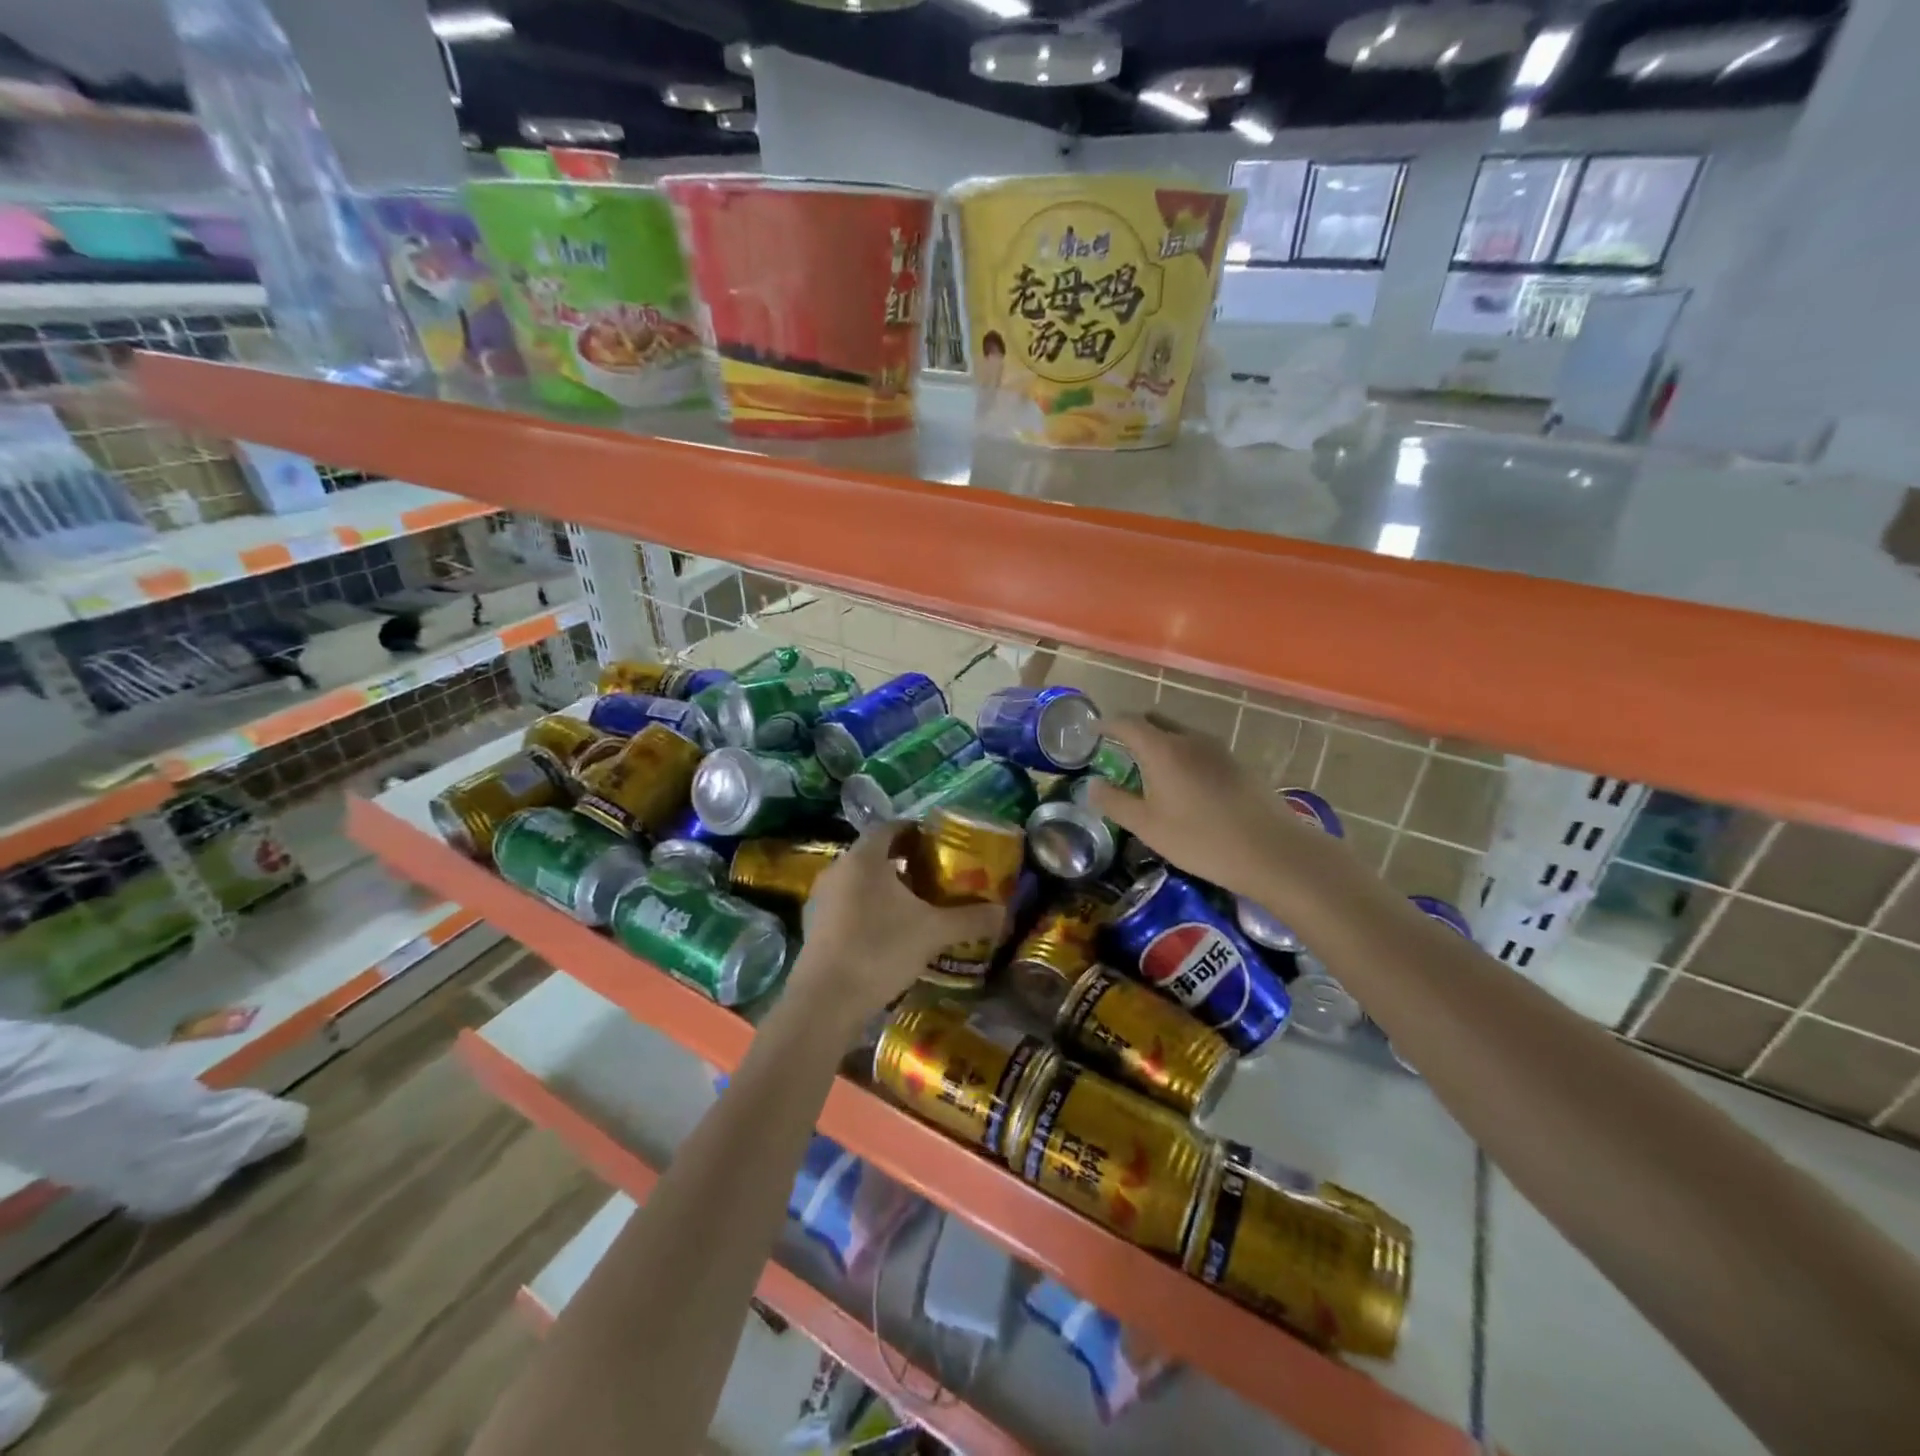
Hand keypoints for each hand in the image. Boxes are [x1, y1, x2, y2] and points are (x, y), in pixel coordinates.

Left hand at [788, 825, 1004, 1020]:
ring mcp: (822, 898)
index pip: (890, 827)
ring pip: (859, 880)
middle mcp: (839, 869)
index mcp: (864, 858)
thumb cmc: (879, 950)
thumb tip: (1003, 912)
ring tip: (915, 904)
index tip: (938, 843)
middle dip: (903, 860)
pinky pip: (847, 903)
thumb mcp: (933, 932)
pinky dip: (869, 907)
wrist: (825, 1000)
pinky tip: (889, 931)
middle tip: (934, 874)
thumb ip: (969, 919)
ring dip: (885, 886)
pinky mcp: (816, 925)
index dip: (915, 830)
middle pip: (874, 853)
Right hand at [1088, 713, 1345, 905]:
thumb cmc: (1201, 838)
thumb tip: (1092, 785)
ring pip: (1179, 734)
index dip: (1106, 724)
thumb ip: (1115, 803)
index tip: (1092, 730)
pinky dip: (1181, 756)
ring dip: (1160, 743)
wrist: (1272, 851)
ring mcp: (1217, 749)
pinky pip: (1199, 749)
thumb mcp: (1148, 827)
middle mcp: (1189, 739)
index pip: (1127, 722)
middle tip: (1118, 749)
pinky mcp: (1237, 764)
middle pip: (1155, 721)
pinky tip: (1183, 785)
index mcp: (1162, 749)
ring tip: (1148, 769)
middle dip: (1133, 729)